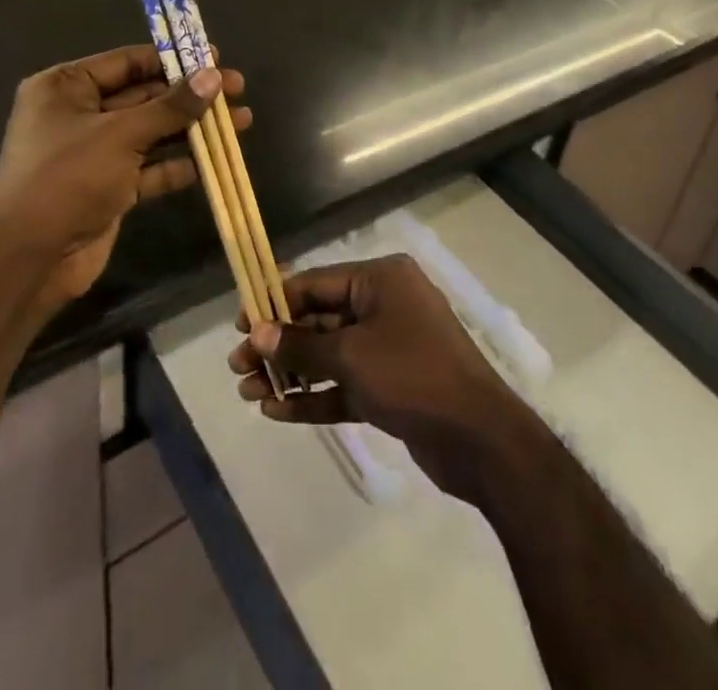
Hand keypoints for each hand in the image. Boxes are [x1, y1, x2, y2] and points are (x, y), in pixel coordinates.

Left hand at [0, 44, 248, 307]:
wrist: (29, 260)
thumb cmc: (67, 178)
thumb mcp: (121, 135)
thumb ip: (171, 106)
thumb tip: (214, 76)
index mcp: (66, 87)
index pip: (128, 61)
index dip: (174, 59)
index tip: (216, 59)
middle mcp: (78, 113)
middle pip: (144, 95)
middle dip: (190, 96)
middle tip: (237, 91)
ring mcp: (93, 152)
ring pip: (151, 132)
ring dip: (191, 129)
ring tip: (241, 123)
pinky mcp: (107, 187)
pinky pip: (148, 167)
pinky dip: (176, 164)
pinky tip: (212, 162)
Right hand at [227, 254, 532, 504]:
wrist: (479, 438)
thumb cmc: (412, 375)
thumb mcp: (351, 355)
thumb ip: (301, 344)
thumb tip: (257, 333)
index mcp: (380, 280)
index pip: (316, 282)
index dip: (275, 301)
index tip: (239, 323)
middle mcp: (384, 304)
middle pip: (319, 318)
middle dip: (279, 343)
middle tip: (238, 366)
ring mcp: (389, 345)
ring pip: (329, 353)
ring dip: (291, 372)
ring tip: (249, 393)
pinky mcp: (391, 385)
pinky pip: (344, 382)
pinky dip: (315, 395)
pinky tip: (278, 412)